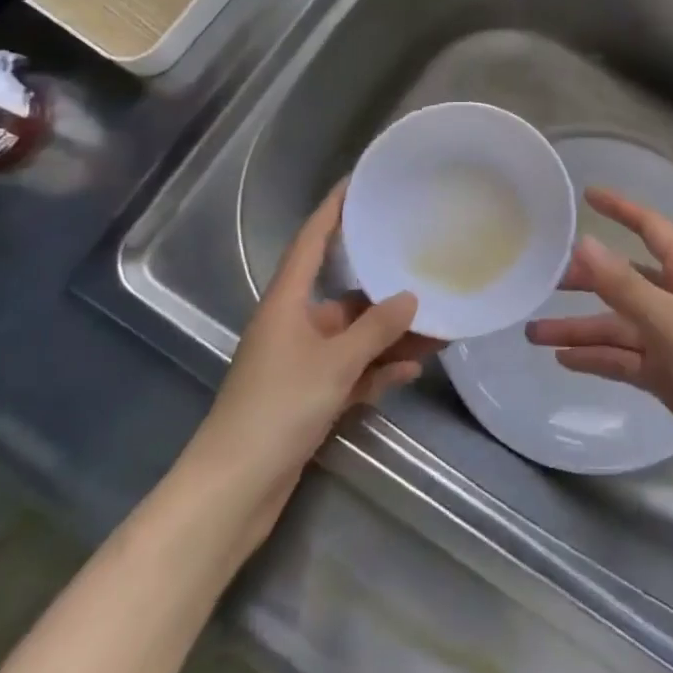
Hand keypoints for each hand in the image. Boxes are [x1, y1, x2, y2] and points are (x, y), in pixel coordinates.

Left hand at [184, 185, 439, 536]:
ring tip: (438, 329)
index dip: (333, 210)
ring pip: (354, 338)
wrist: (233, 490)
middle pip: (345, 295)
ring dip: (391, 337)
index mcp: (286, 302)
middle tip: (427, 271)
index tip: (357, 182)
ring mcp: (300, 363)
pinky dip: (377, 371)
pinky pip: (351, 372)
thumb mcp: (334, 363)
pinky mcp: (308, 398)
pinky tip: (412, 371)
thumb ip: (376, 330)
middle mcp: (293, 325)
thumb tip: (411, 299)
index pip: (311, 241)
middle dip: (386, 291)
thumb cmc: (278, 409)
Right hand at [526, 188, 672, 507]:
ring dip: (580, 328)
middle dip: (585, 280)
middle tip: (540, 283)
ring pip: (618, 326)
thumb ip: (625, 286)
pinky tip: (565, 360)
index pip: (652, 230)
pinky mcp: (669, 379)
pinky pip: (624, 360)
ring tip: (534, 334)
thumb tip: (583, 243)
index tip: (587, 196)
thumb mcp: (672, 323)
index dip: (622, 209)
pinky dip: (596, 358)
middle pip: (625, 281)